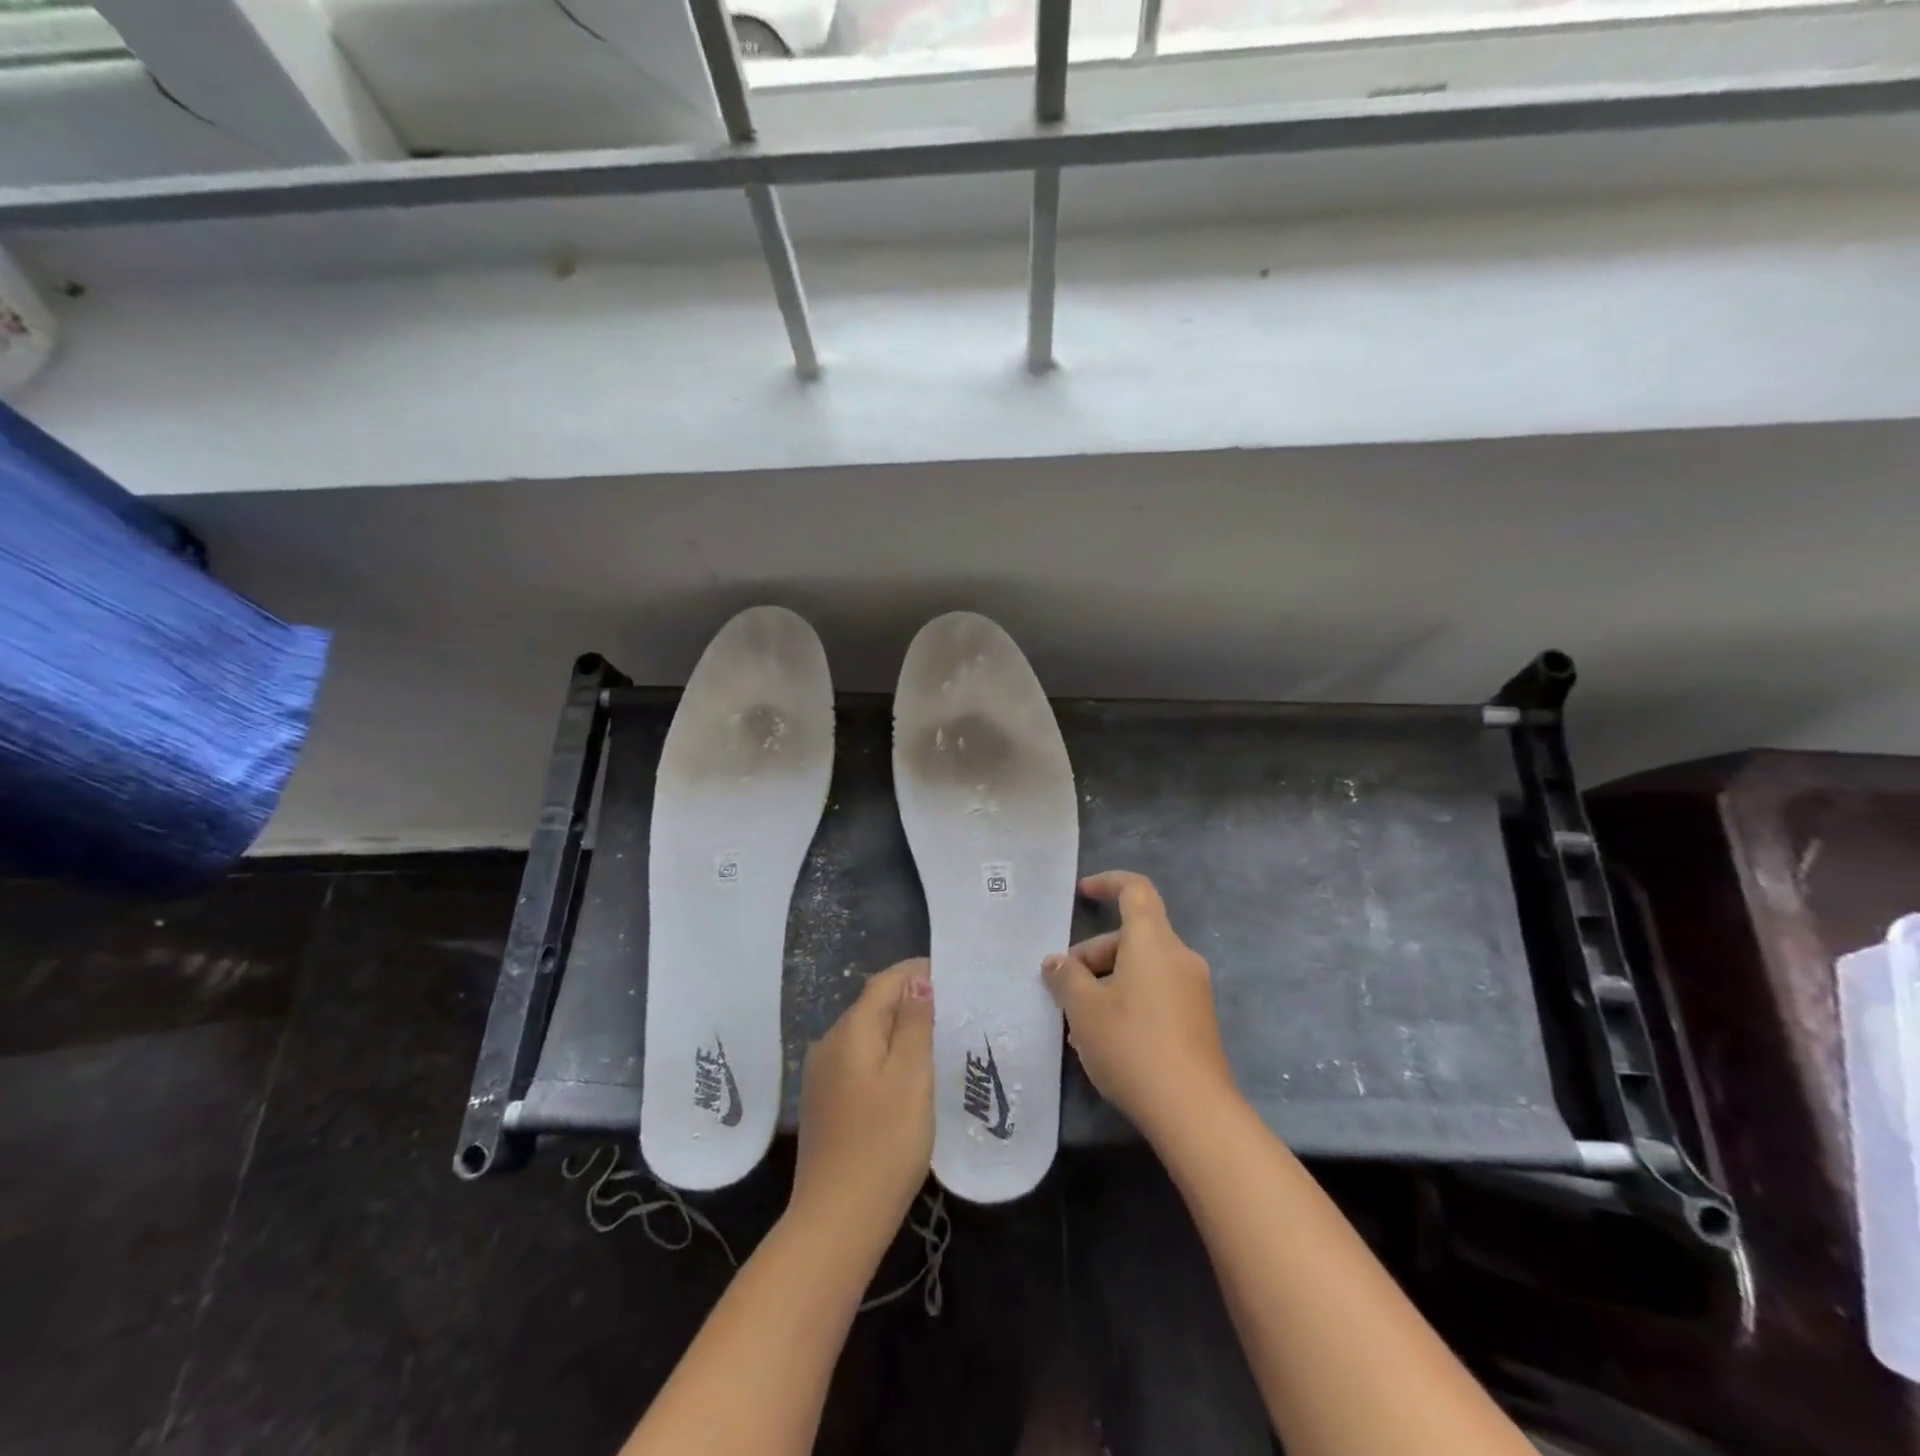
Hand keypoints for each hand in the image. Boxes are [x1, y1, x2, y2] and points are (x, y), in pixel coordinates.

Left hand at [790, 958, 934, 1241]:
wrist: (836, 1221)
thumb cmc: (884, 1144)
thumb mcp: (912, 1078)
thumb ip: (914, 1024)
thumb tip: (917, 979)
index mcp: (849, 1031)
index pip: (883, 982)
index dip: (915, 973)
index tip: (950, 975)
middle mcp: (828, 1044)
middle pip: (871, 1005)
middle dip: (907, 1000)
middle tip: (949, 1009)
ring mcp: (820, 1075)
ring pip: (864, 1034)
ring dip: (895, 1029)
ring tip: (933, 1039)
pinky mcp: (822, 1102)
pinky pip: (856, 1060)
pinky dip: (882, 1055)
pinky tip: (903, 1075)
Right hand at [1042, 871, 1236, 1143]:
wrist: (1194, 1111)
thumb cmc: (1132, 1045)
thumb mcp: (1084, 1009)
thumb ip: (1066, 978)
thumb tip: (1056, 963)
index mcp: (1154, 942)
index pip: (1135, 890)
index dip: (1108, 883)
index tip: (1082, 892)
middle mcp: (1179, 957)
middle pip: (1132, 937)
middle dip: (1093, 955)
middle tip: (1064, 989)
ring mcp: (1193, 990)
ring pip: (1141, 969)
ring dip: (1106, 984)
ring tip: (1078, 1024)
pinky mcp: (1197, 1021)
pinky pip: (1155, 993)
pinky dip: (1127, 1001)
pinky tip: (1104, 1040)